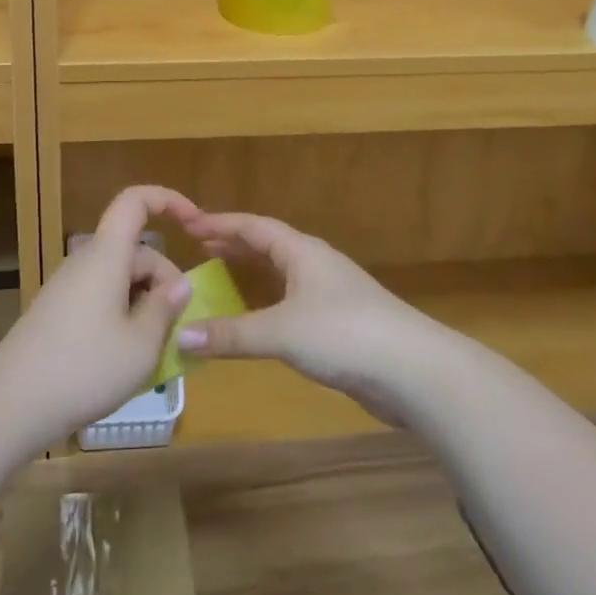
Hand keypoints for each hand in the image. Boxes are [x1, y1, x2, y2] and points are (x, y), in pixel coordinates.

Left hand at [0, 185, 197, 447]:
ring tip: (157, 351)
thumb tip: (179, 284)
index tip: (196, 224)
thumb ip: (165, 309)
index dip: (168, 200)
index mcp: (106, 256)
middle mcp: (85, 262)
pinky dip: (124, 317)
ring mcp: (68, 287)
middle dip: (165, 280)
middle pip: (135, 251)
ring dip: (145, 304)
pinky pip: (102, 299)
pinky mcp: (58, 312)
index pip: (135, 201)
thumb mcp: (141, 346)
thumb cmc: (84, 369)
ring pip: (120, 279)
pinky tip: (127, 357)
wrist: (10, 404)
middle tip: (180, 328)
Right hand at [176, 212, 438, 423]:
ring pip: (282, 275)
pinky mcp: (340, 325)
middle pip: (269, 246)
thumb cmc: (344, 334)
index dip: (221, 224)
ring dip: (251, 273)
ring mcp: (331, 294)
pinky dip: (267, 303)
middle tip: (200, 250)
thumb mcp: (281, 332)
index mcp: (302, 252)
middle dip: (235, 246)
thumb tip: (180, 337)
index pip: (254, 227)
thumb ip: (230, 334)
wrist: (415, 371)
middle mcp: (316, 265)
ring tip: (221, 278)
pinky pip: (292, 303)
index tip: (189, 225)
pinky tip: (257, 320)